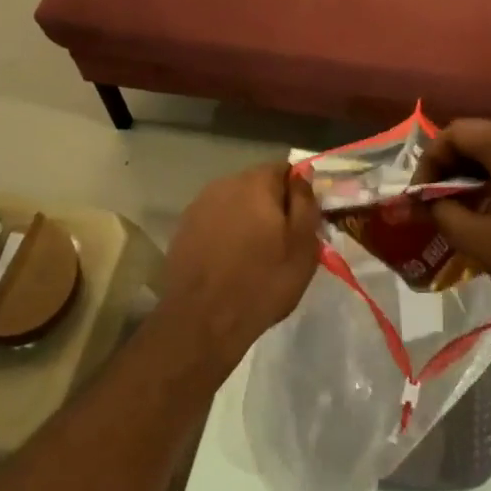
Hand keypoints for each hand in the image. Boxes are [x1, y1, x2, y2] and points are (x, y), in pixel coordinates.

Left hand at [156, 163, 319, 377]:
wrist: (201, 321)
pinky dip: (225, 232)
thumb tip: (303, 176)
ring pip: (235, 203)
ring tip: (254, 253)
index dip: (297, 192)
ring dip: (247, 218)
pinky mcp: (184, 227)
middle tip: (281, 240)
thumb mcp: (302, 247)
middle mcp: (225, 183)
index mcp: (256, 182)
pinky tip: (229, 260)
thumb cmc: (261, 282)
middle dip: (271, 205)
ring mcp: (200, 204)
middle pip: (258, 184)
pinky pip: (215, 220)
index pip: (284, 169)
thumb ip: (305, 203)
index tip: (302, 219)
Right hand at [420, 120, 490, 332]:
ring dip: (485, 174)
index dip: (431, 160)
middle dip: (457, 167)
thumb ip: (444, 214)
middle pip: (484, 137)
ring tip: (473, 211)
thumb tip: (428, 202)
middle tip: (442, 204)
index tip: (422, 195)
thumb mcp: (481, 243)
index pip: (456, 132)